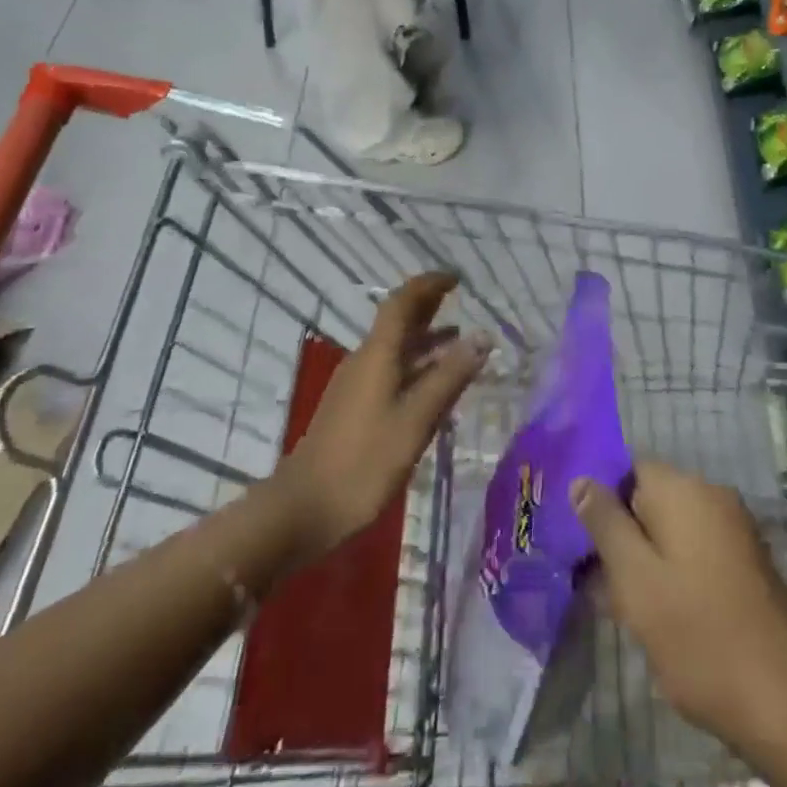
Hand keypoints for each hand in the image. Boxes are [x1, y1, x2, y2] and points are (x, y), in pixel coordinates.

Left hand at [279, 272, 488, 554]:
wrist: (303, 508)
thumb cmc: (364, 462)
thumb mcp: (416, 419)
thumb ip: (450, 376)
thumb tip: (482, 336)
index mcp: (378, 355)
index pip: (402, 303)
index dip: (428, 285)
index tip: (456, 278)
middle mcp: (365, 361)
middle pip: (398, 321)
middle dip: (429, 307)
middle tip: (460, 300)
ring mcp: (357, 385)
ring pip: (396, 349)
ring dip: (426, 340)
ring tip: (459, 341)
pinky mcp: (354, 408)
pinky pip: (391, 372)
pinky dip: (417, 367)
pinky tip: (435, 387)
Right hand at [572, 463, 786, 746]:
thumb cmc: (700, 636)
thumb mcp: (636, 580)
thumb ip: (605, 524)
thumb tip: (581, 479)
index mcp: (684, 489)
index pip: (626, 470)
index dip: (598, 502)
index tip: (578, 542)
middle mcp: (712, 496)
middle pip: (648, 500)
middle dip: (620, 536)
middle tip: (594, 585)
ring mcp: (735, 531)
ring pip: (671, 531)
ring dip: (644, 561)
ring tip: (621, 610)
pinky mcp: (747, 565)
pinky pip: (695, 553)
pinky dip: (673, 575)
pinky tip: (659, 619)